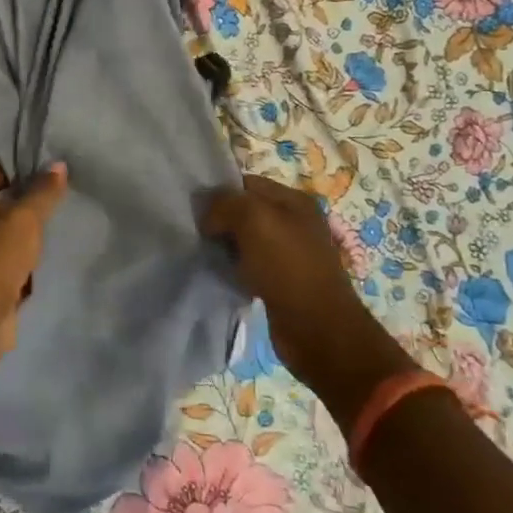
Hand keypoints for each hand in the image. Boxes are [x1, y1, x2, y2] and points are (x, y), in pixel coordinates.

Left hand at [0, 161, 68, 357]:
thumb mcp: (25, 217)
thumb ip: (43, 192)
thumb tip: (58, 164)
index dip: (8, 167)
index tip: (38, 170)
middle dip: (22, 201)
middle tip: (53, 197)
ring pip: (4, 236)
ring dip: (25, 233)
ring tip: (56, 226)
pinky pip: (10, 264)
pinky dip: (26, 262)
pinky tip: (48, 259)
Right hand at [203, 172, 417, 429]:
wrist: (318, 330)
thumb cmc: (288, 267)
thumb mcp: (253, 220)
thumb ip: (225, 204)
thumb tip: (208, 216)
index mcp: (294, 200)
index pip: (247, 183)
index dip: (220, 192)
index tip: (195, 210)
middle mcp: (295, 222)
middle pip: (246, 210)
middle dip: (221, 219)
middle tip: (196, 232)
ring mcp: (290, 253)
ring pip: (246, 239)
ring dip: (226, 245)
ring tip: (204, 253)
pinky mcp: (282, 281)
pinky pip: (250, 265)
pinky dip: (235, 268)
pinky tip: (222, 274)